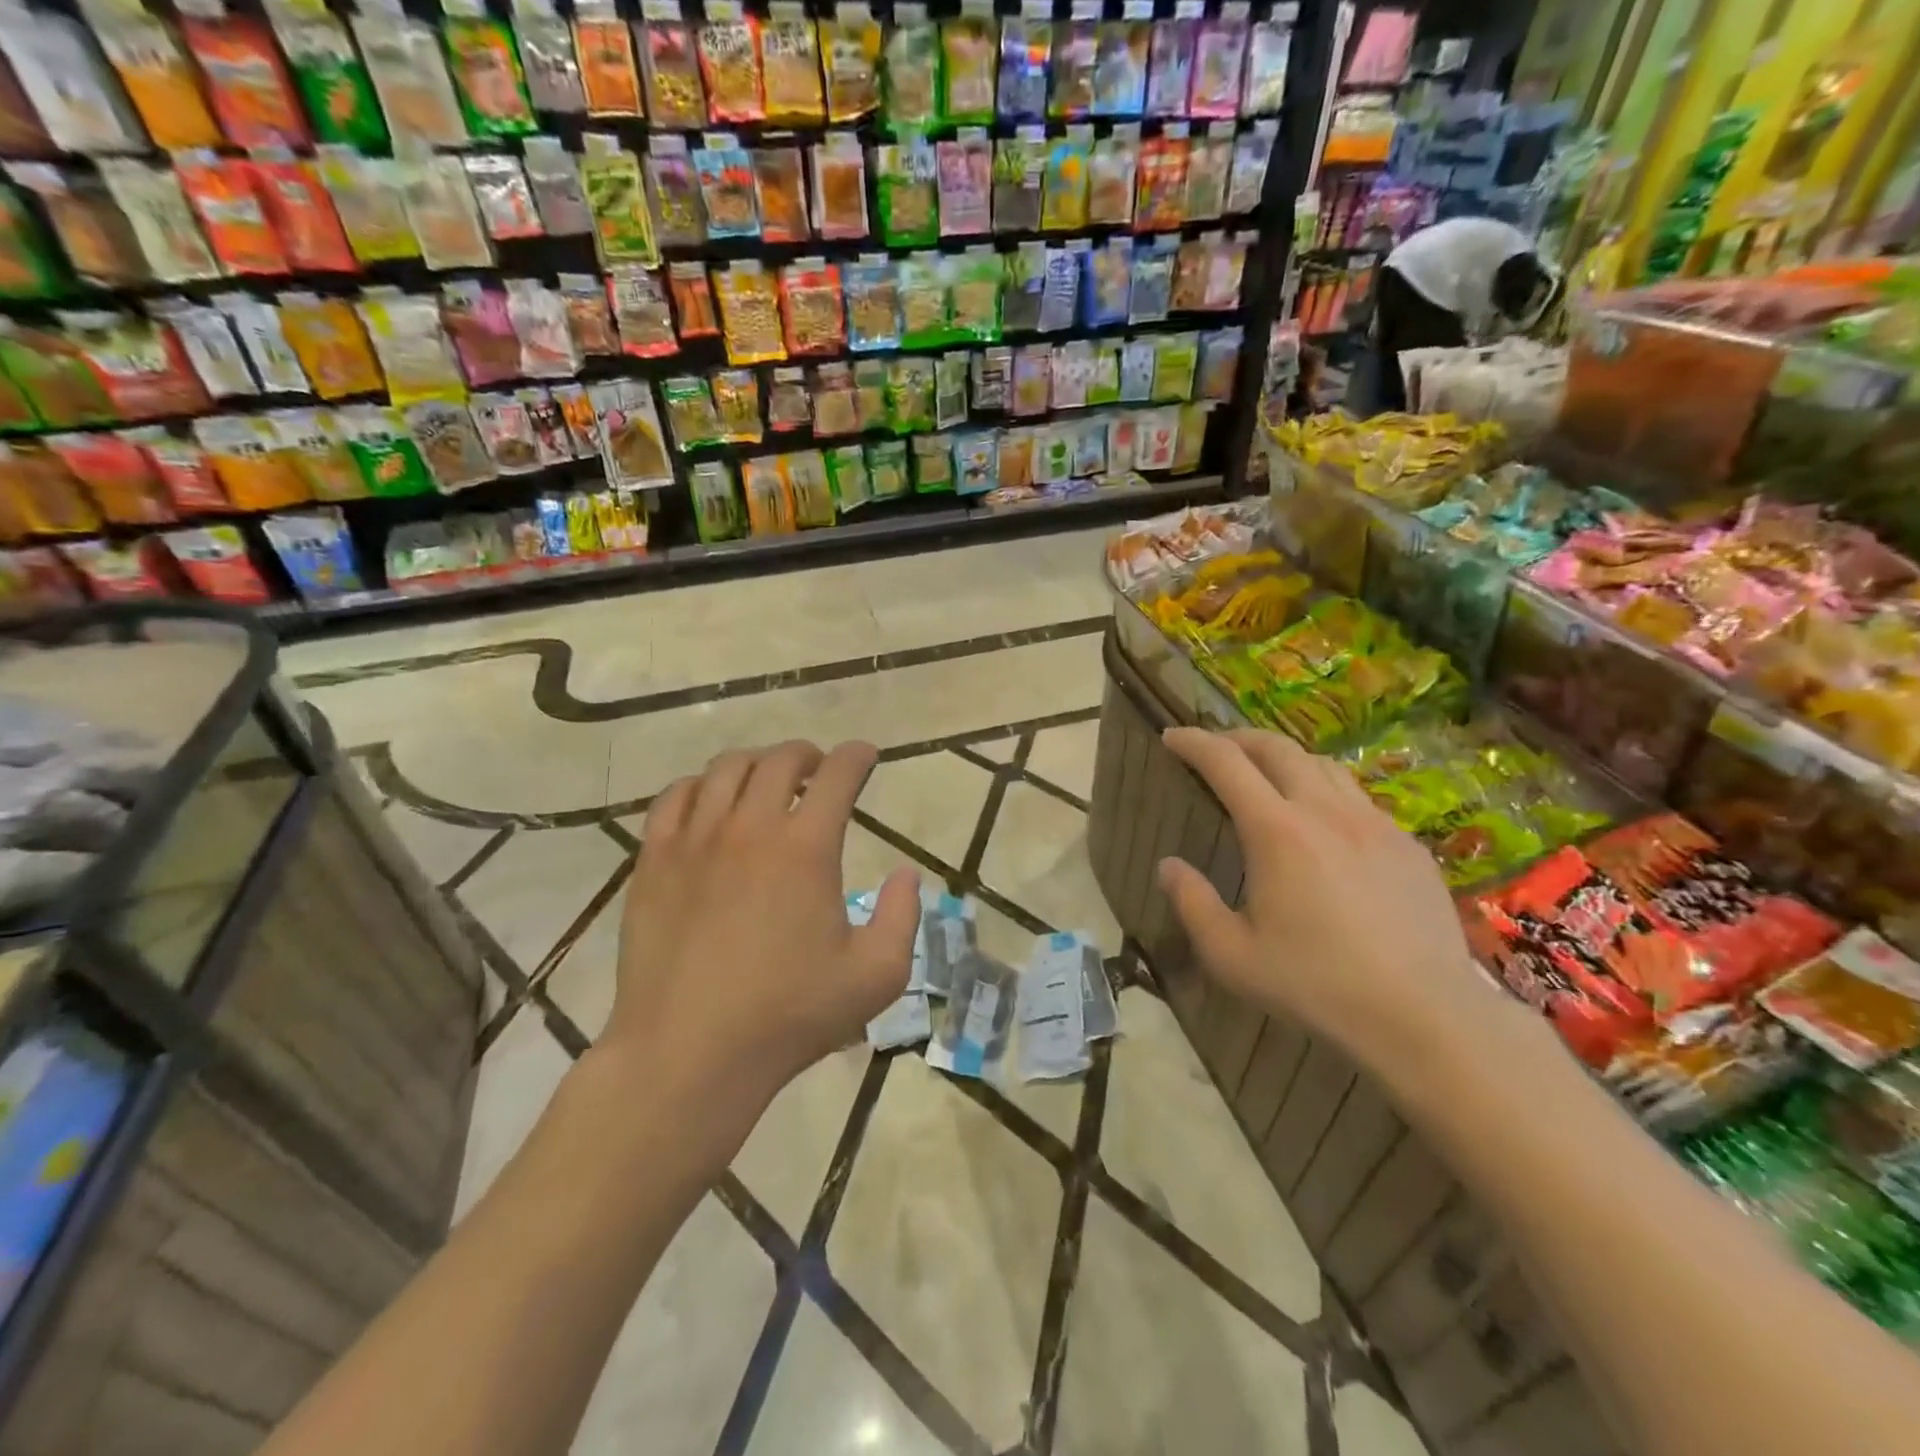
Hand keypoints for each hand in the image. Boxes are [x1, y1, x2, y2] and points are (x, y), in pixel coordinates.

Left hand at [604, 740, 919, 1138]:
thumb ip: (902, 917)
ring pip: (726, 769)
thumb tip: (905, 874)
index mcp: (806, 848)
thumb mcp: (876, 976)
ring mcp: (695, 840)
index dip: (858, 756)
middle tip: (820, 770)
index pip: (839, 774)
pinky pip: (675, 797)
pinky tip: (710, 802)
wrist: (689, 1053)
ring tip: (767, 782)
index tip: (866, 757)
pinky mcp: (654, 860)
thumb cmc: (789, 1016)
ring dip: (757, 764)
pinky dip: (700, 786)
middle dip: (809, 755)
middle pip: (781, 760)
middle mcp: (751, 827)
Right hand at [1157, 727, 1499, 1075]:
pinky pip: (1358, 798)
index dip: (1194, 742)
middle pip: (1278, 749)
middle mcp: (1325, 812)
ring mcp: (1374, 824)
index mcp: (1276, 832)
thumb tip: (1168, 866)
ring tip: (1267, 774)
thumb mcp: (1231, 955)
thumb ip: (1192, 903)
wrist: (1424, 1015)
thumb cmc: (1315, 985)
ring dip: (1285, 758)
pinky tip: (1324, 824)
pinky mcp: (1407, 845)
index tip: (1172, 736)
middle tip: (1215, 746)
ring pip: (1323, 765)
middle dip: (1238, 738)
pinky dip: (1325, 791)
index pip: (1226, 763)